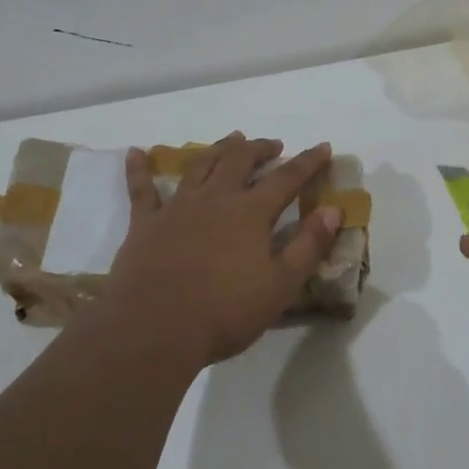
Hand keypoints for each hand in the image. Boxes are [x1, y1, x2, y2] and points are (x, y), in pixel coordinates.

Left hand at [102, 133, 341, 366]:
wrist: (154, 328)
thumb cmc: (224, 311)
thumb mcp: (280, 285)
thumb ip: (308, 245)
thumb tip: (333, 210)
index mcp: (250, 213)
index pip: (287, 178)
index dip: (308, 162)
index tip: (323, 147)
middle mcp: (215, 199)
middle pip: (240, 160)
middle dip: (259, 148)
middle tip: (272, 145)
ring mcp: (177, 207)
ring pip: (199, 165)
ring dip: (218, 149)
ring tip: (231, 140)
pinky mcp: (145, 224)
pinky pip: (140, 190)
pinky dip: (139, 169)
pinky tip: (135, 153)